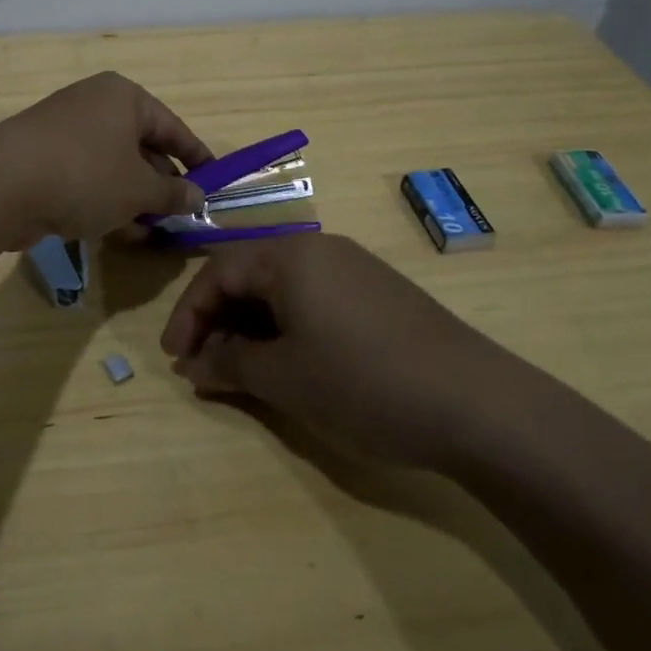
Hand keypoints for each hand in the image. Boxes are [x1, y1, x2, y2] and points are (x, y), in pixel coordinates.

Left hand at [0, 72, 212, 242]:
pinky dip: (105, 201)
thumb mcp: (139, 189)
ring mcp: (65, 131)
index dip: (196, 157)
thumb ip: (172, 194)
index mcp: (124, 98)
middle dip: (161, 185)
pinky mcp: (43, 158)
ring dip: (134, 199)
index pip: (173, 127)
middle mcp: (95, 105)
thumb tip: (197, 198)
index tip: (214, 183)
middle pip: (142, 147)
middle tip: (180, 216)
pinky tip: (118, 233)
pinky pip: (87, 178)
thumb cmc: (85, 175)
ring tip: (153, 232)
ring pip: (113, 166)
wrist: (0, 186)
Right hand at [160, 234, 490, 467]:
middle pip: (250, 275)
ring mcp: (354, 268)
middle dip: (219, 320)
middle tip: (205, 367)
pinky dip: (289, 327)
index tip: (176, 360)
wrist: (475, 402)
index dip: (188, 315)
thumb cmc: (362, 382)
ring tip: (244, 370)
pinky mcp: (379, 292)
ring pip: (283, 288)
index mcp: (290, 255)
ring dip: (253, 326)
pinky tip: (293, 362)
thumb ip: (229, 363)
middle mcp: (320, 248)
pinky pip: (315, 298)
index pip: (218, 272)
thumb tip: (194, 364)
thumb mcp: (285, 377)